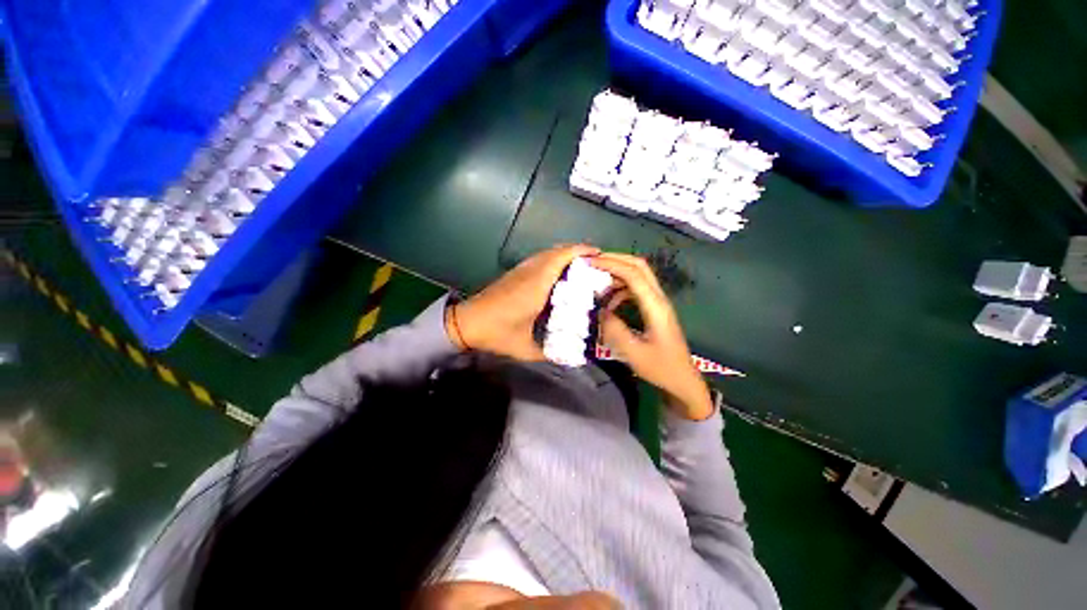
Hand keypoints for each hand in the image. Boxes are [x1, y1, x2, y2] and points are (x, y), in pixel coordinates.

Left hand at [448, 244, 599, 360]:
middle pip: (557, 251)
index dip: (581, 252)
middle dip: (578, 252)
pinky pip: (540, 259)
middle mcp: (530, 271)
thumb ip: (554, 352)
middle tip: (596, 264)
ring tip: (582, 267)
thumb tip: (577, 354)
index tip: (600, 256)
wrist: (467, 323)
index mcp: (536, 285)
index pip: (561, 258)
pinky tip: (560, 275)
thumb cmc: (498, 333)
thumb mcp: (528, 349)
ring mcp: (521, 270)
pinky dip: (554, 260)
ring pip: (548, 253)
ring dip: (566, 255)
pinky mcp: (515, 273)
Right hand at [590, 253, 713, 420]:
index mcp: (655, 306)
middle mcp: (658, 298)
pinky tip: (609, 303)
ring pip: (638, 275)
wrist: (682, 380)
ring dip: (617, 273)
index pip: (633, 274)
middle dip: (615, 260)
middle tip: (592, 262)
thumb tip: (600, 311)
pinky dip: (620, 289)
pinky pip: (636, 289)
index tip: (589, 263)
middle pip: (639, 266)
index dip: (611, 265)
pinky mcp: (654, 309)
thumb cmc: (660, 368)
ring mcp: (658, 302)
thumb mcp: (634, 353)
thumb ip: (614, 330)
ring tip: (596, 281)